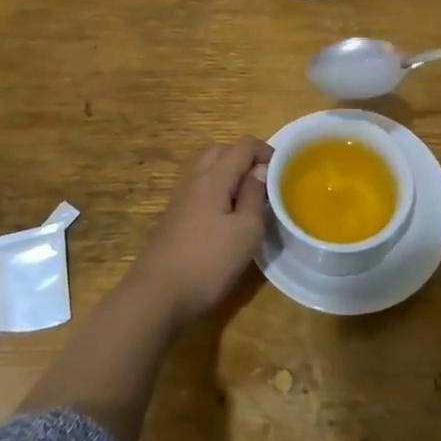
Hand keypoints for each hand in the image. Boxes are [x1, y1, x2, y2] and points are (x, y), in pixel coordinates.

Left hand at [126, 137, 271, 329]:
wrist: (157, 295)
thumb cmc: (208, 262)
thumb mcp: (246, 231)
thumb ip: (255, 195)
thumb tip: (259, 171)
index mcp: (214, 176)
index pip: (244, 145)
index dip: (266, 151)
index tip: (283, 172)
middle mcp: (195, 178)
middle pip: (222, 151)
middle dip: (246, 158)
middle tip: (265, 182)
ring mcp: (181, 197)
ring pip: (208, 168)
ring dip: (230, 173)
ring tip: (248, 198)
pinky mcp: (175, 215)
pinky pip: (200, 187)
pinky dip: (217, 189)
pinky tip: (226, 216)